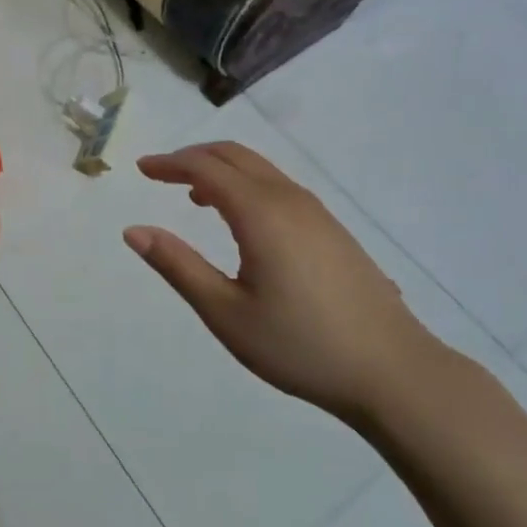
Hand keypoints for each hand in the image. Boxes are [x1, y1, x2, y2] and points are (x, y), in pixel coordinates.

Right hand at [126, 142, 439, 425]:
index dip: (169, 163)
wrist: (393, 371)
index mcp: (260, 212)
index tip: (141, 169)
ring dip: (222, 170)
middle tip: (161, 174)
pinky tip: (242, 222)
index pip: (205, 167)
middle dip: (193, 157)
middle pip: (234, 155)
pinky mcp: (332, 229)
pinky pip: (279, 187)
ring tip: (194, 197)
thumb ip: (178, 266)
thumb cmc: (300, 345)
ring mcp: (316, 212)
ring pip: (260, 169)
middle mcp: (288, 198)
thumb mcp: (226, 312)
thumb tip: (133, 231)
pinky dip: (247, 185)